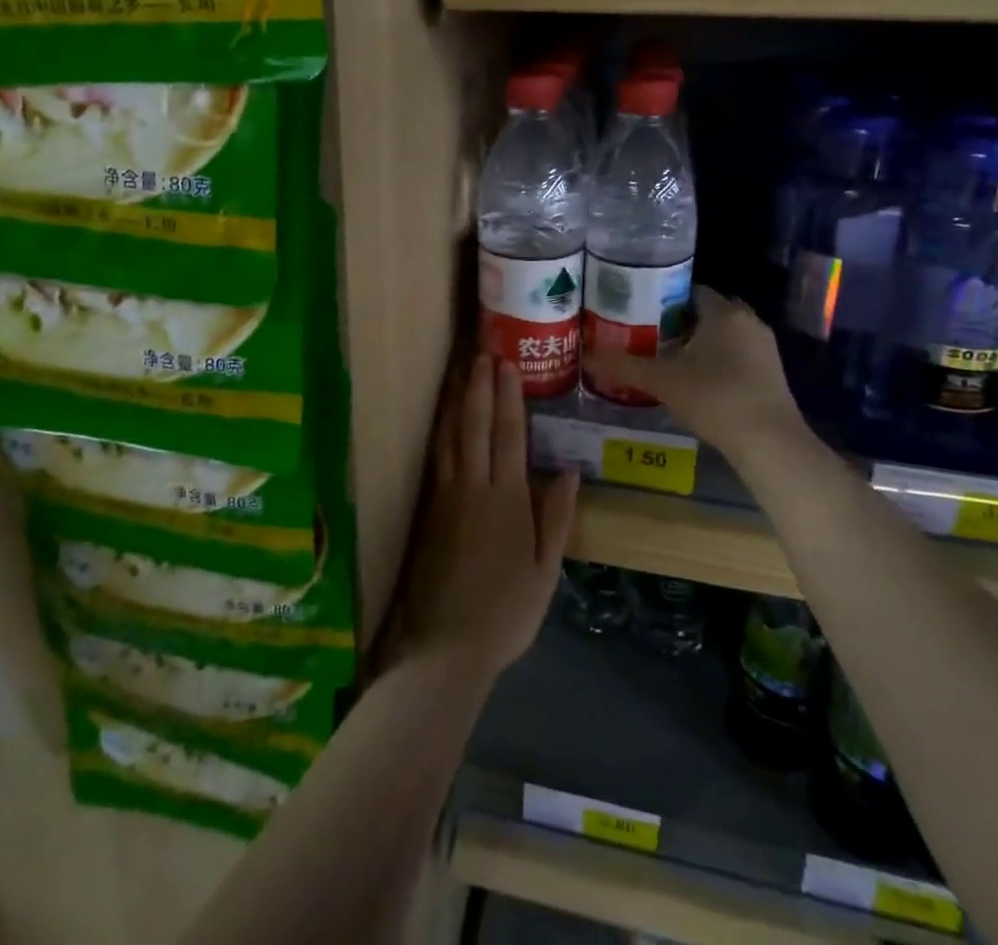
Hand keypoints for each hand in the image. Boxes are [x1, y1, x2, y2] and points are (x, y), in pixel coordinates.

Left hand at [385, 355, 577, 685]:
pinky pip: (437, 455)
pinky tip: (443, 417)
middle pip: (477, 424)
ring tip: (461, 370)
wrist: (447, 646)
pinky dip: (440, 428)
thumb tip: (569, 469)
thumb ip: (557, 517)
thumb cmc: (506, 612)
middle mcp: (474, 486)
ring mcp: (447, 494)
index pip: (509, 434)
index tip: (507, 364)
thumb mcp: (546, 571)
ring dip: (458, 399)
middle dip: (480, 385)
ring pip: (452, 434)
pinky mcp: (429, 508)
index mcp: (508, 499)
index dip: (509, 396)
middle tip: (483, 351)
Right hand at [583, 286, 803, 453]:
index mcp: (724, 312)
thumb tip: (586, 357)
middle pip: (707, 313)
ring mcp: (764, 348)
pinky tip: (695, 382)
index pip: (690, 290)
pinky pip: (737, 356)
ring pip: (723, 336)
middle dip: (679, 323)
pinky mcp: (772, 374)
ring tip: (666, 360)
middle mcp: (748, 322)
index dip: (663, 299)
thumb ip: (624, 366)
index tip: (638, 312)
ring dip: (698, 344)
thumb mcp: (662, 381)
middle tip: (648, 336)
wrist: (769, 443)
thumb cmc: (714, 398)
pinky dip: (716, 362)